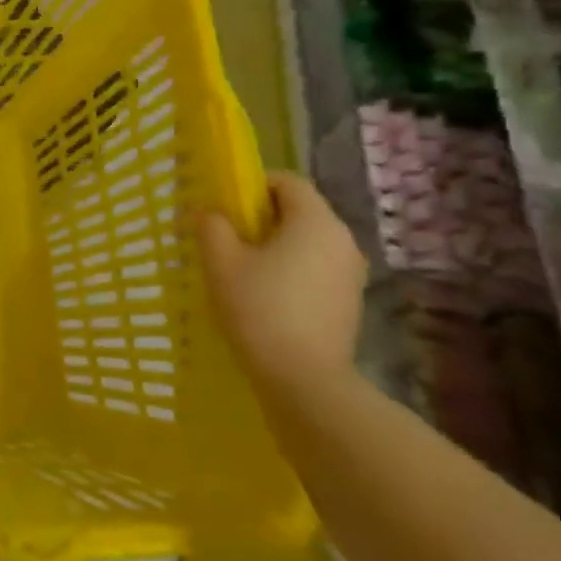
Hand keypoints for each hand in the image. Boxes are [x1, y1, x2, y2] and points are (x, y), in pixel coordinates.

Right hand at [199, 173, 365, 395]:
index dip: (253, 185)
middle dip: (261, 217)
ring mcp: (351, 272)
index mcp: (315, 221)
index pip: (287, 182)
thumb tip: (209, 212)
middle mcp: (342, 239)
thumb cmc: (259, 308)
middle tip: (225, 237)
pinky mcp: (349, 300)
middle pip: (299, 211)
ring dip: (275, 245)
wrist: (304, 378)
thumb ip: (212, 226)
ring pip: (307, 241)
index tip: (224, 205)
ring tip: (241, 268)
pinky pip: (315, 267)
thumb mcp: (220, 261)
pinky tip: (264, 294)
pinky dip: (290, 269)